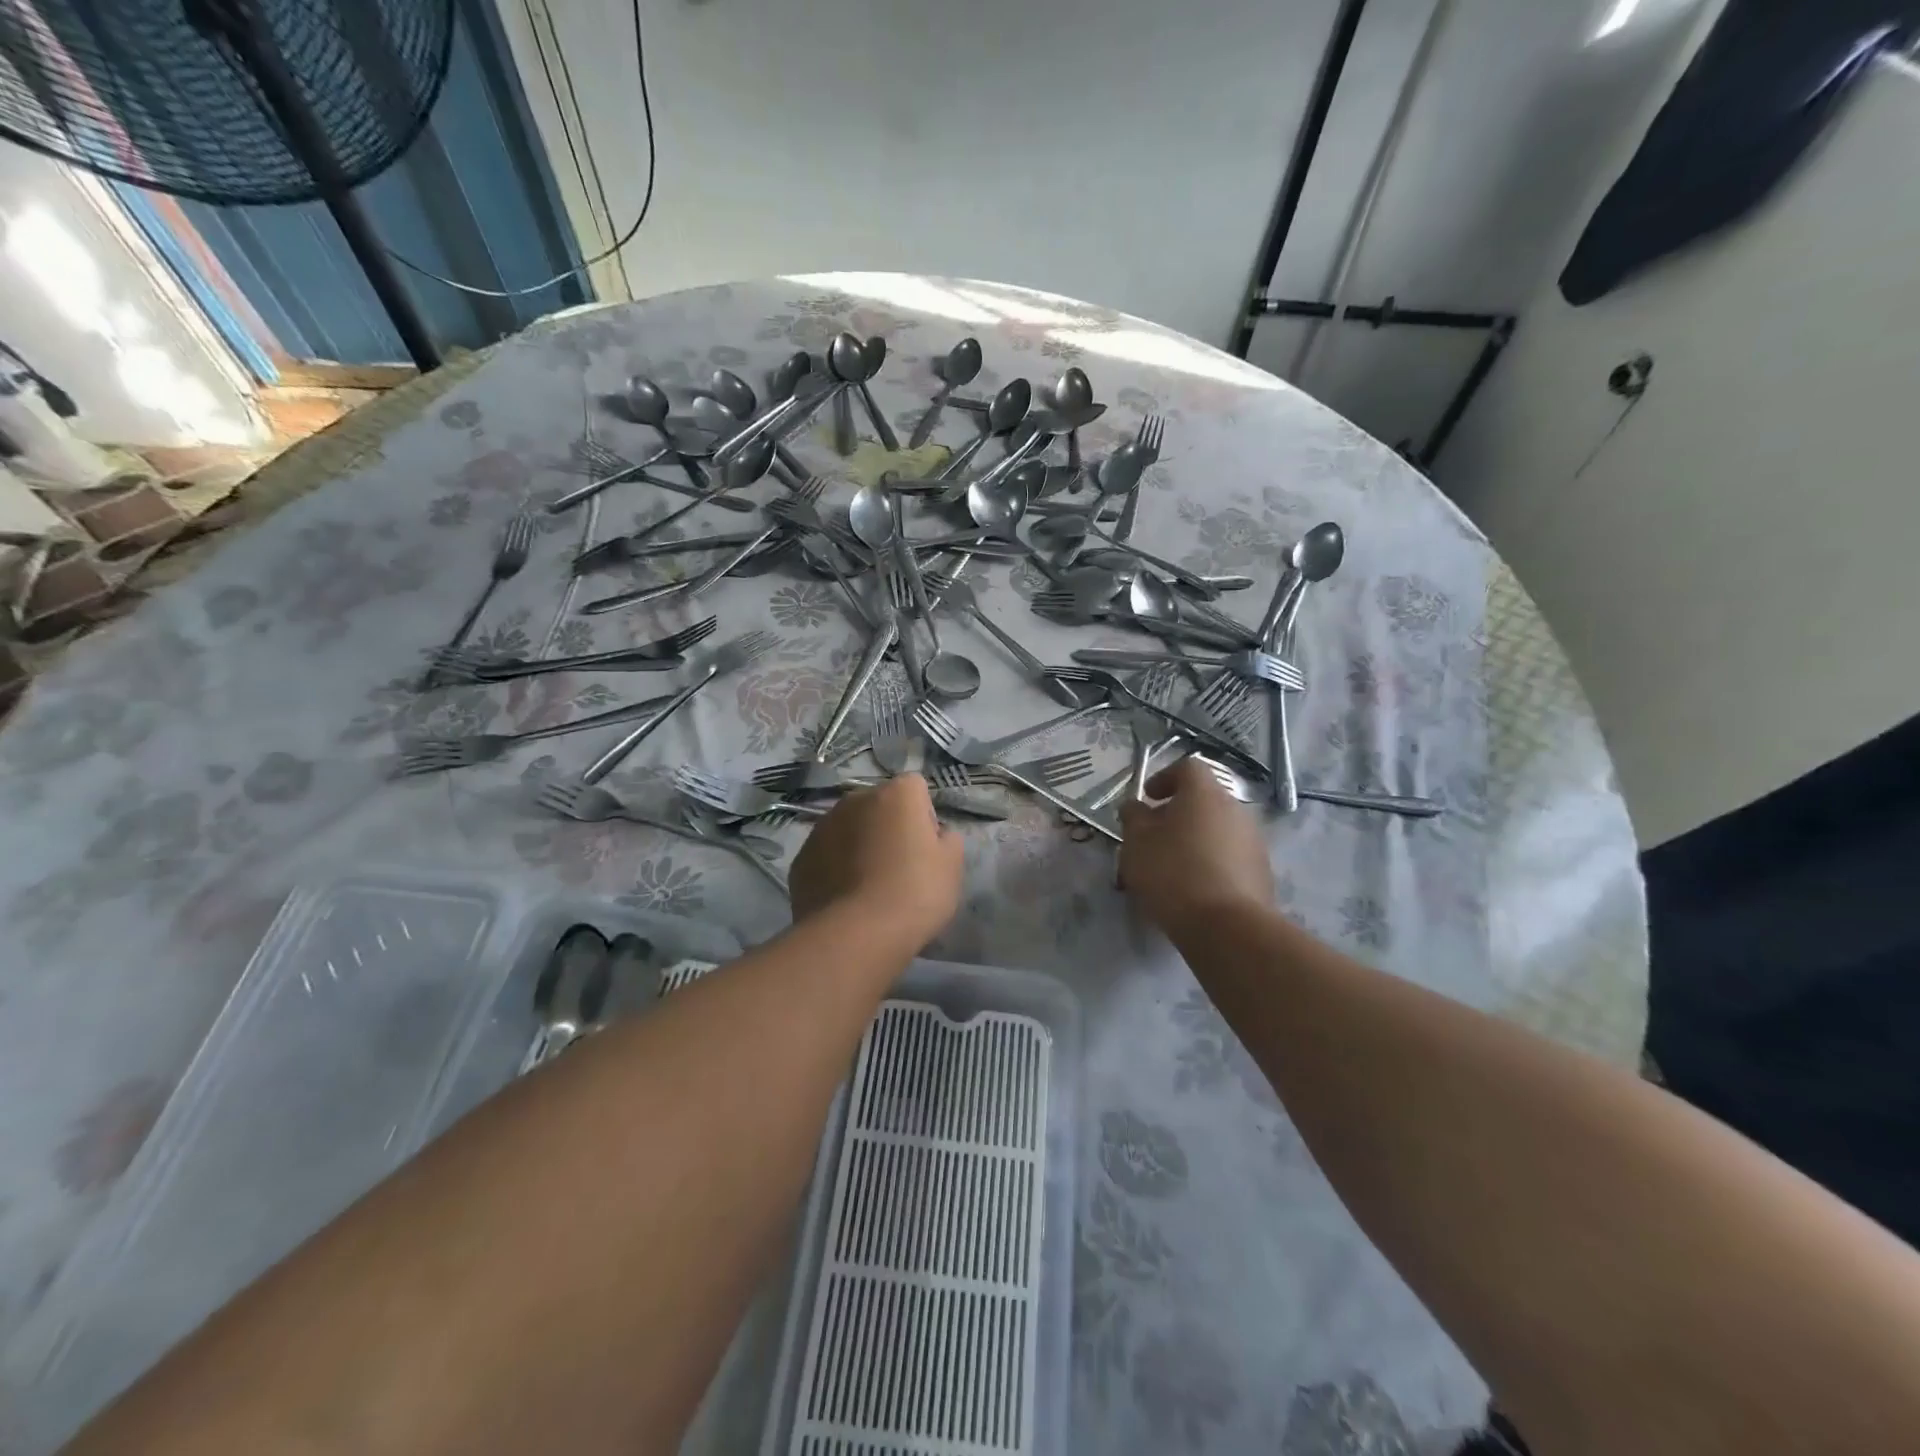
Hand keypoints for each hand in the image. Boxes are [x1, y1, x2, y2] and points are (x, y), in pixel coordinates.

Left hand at [790, 773, 964, 943]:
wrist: (855, 934)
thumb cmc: (914, 892)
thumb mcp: (952, 866)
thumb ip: (948, 839)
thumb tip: (936, 835)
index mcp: (896, 793)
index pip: (916, 789)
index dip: (924, 817)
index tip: (926, 848)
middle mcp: (856, 799)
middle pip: (879, 806)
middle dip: (888, 828)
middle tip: (899, 868)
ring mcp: (822, 827)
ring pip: (849, 829)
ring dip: (859, 846)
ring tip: (869, 887)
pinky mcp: (801, 857)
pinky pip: (827, 855)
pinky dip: (836, 868)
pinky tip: (846, 899)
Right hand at [1118, 757, 1272, 933]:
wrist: (1227, 927)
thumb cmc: (1173, 873)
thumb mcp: (1136, 843)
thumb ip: (1133, 818)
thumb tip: (1135, 806)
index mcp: (1204, 793)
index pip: (1187, 767)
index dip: (1164, 778)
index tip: (1148, 799)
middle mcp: (1235, 809)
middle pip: (1204, 799)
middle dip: (1177, 813)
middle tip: (1154, 836)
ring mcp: (1254, 841)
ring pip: (1217, 829)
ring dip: (1195, 838)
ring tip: (1172, 867)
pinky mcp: (1262, 872)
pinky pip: (1230, 856)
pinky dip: (1211, 862)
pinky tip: (1194, 888)